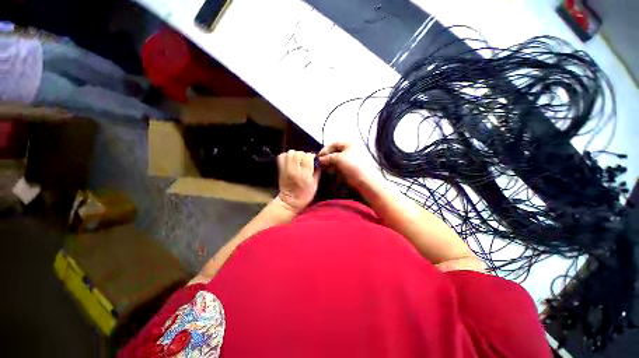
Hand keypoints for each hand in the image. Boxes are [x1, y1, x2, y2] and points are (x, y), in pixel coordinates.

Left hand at [277, 150, 319, 212]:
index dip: (311, 157)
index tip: (313, 161)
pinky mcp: (280, 169)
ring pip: (290, 152)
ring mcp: (286, 168)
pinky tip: (291, 161)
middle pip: (299, 153)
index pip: (308, 156)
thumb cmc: (304, 195)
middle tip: (305, 161)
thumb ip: (317, 172)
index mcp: (305, 174)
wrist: (289, 202)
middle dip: (304, 155)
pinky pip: (282, 156)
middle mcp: (294, 169)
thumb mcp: (315, 185)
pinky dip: (287, 156)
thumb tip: (318, 162)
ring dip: (295, 154)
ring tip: (298, 160)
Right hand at [317, 142, 381, 188]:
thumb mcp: (338, 159)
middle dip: (327, 157)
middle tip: (320, 163)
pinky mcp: (352, 166)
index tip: (318, 157)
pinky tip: (331, 171)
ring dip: (330, 162)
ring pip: (338, 158)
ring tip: (324, 168)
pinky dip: (335, 167)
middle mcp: (351, 148)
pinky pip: (341, 164)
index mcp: (349, 142)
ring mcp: (352, 157)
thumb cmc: (352, 165)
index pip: (333, 144)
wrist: (365, 180)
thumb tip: (319, 159)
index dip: (325, 150)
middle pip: (335, 151)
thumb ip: (327, 157)